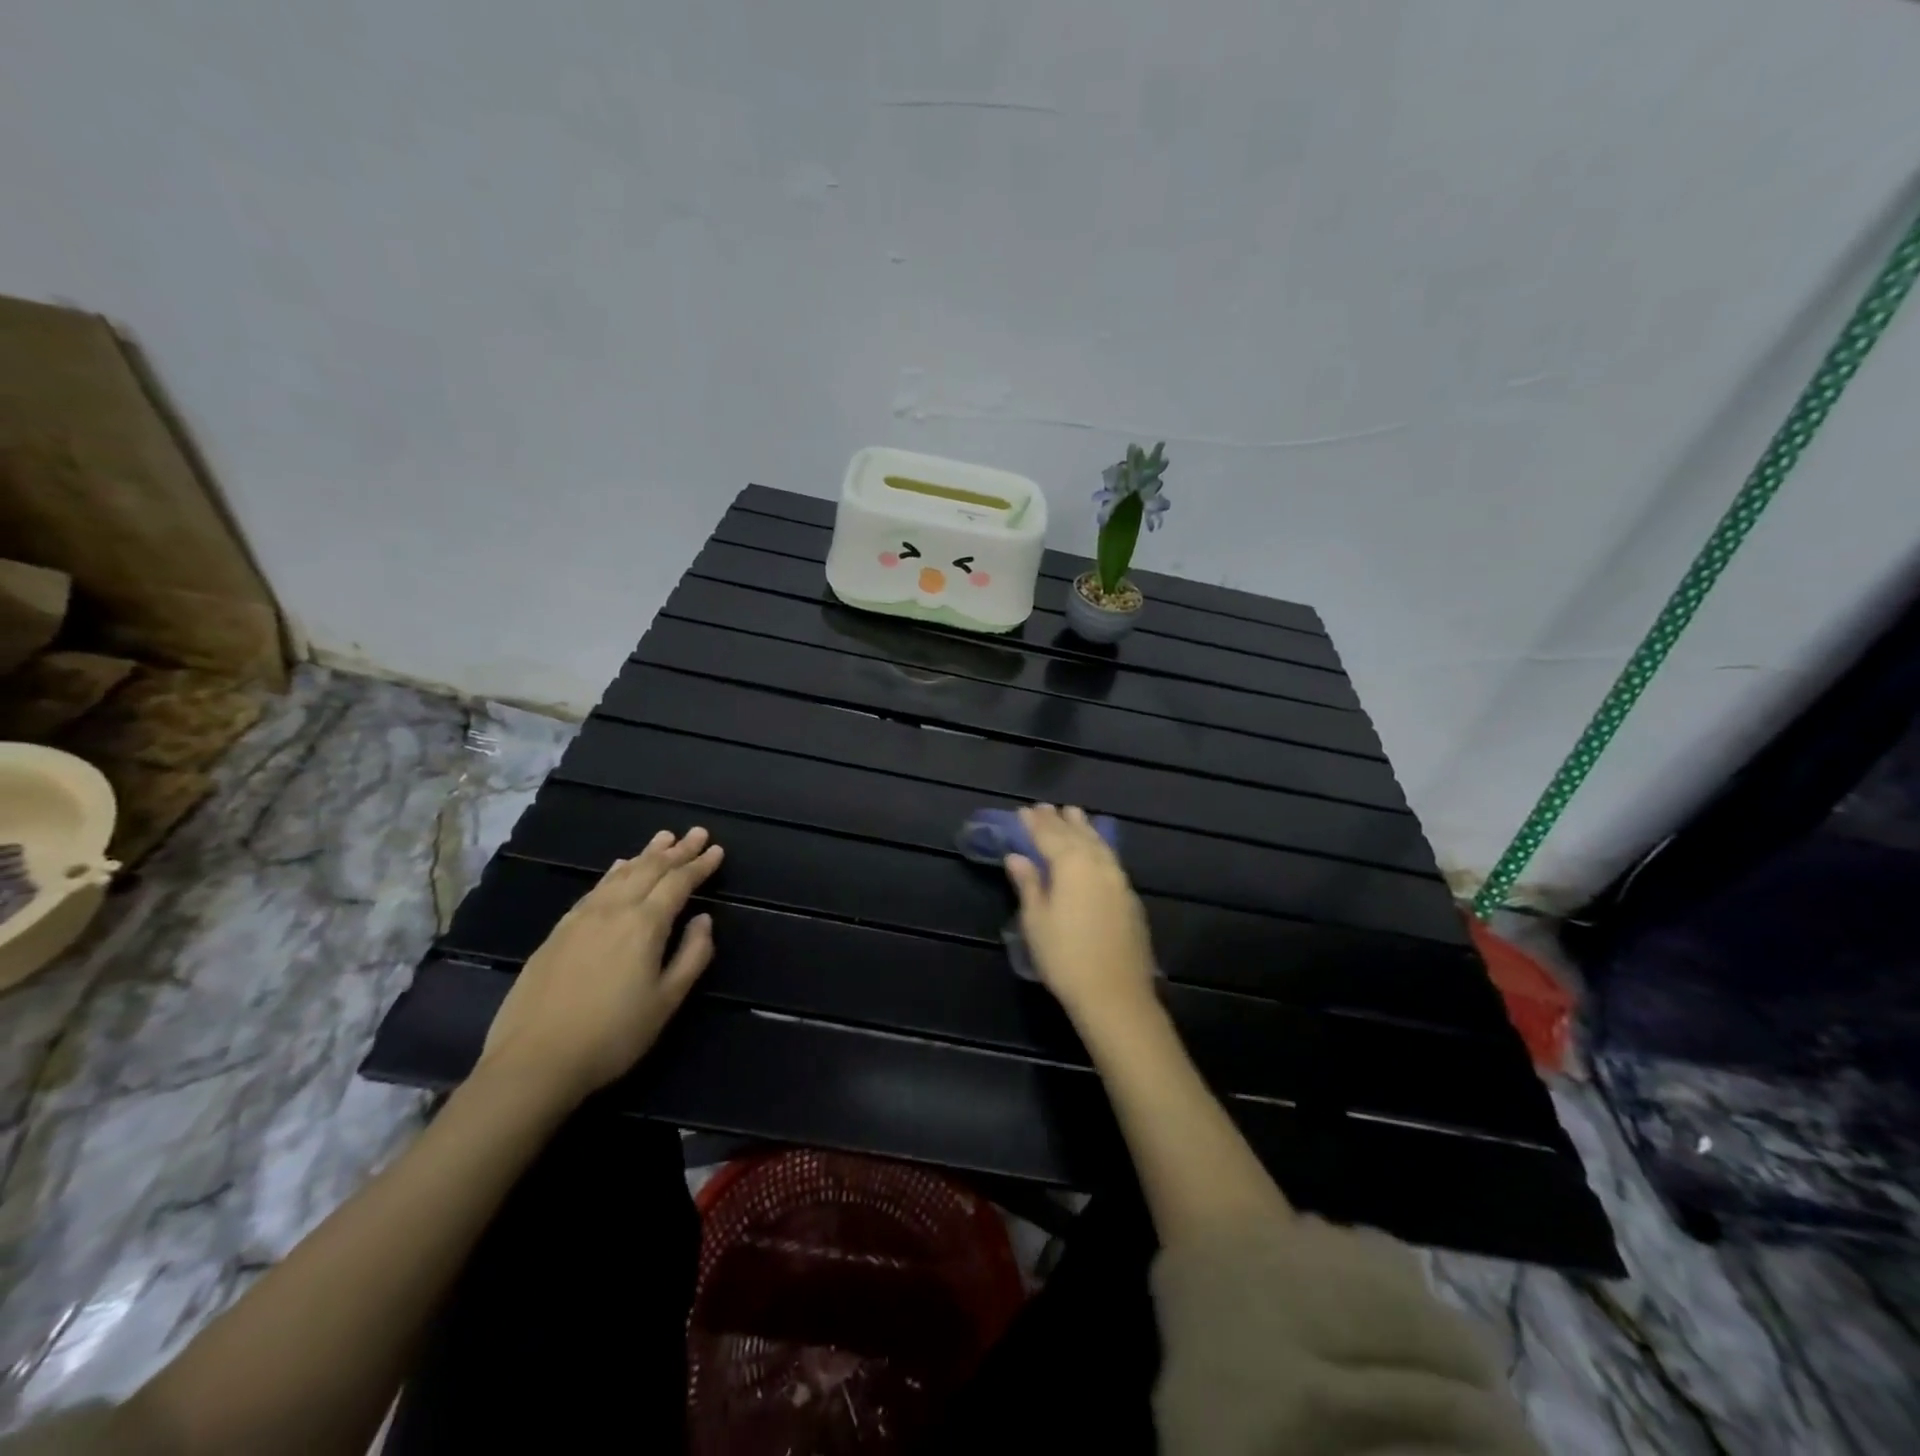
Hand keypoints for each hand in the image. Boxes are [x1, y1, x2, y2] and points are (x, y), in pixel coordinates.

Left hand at [477, 827, 723, 1104]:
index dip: (700, 865)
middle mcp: (614, 910)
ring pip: (620, 874)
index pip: (679, 883)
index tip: (717, 849)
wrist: (534, 1061)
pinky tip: (618, 867)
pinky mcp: (558, 931)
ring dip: (646, 854)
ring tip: (664, 838)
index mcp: (645, 924)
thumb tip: (704, 920)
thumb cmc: (613, 1035)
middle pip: (650, 869)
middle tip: (696, 832)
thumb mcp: (667, 1001)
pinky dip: (615, 871)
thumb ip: (692, 955)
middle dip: (677, 850)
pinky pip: (595, 887)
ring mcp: (581, 918)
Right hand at [1003, 805, 1157, 1021]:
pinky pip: (1110, 859)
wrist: (1115, 994)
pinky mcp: (1130, 898)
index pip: (1049, 835)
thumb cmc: (1065, 957)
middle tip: (1046, 807)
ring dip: (1084, 829)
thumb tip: (1017, 857)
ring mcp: (1119, 880)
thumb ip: (1028, 884)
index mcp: (1072, 865)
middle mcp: (1098, 864)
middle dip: (1059, 821)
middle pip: (1076, 835)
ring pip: (1099, 844)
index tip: (1024, 810)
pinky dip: (1098, 847)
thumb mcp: (1036, 921)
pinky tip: (1096, 850)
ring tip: (1075, 815)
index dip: (1035, 823)